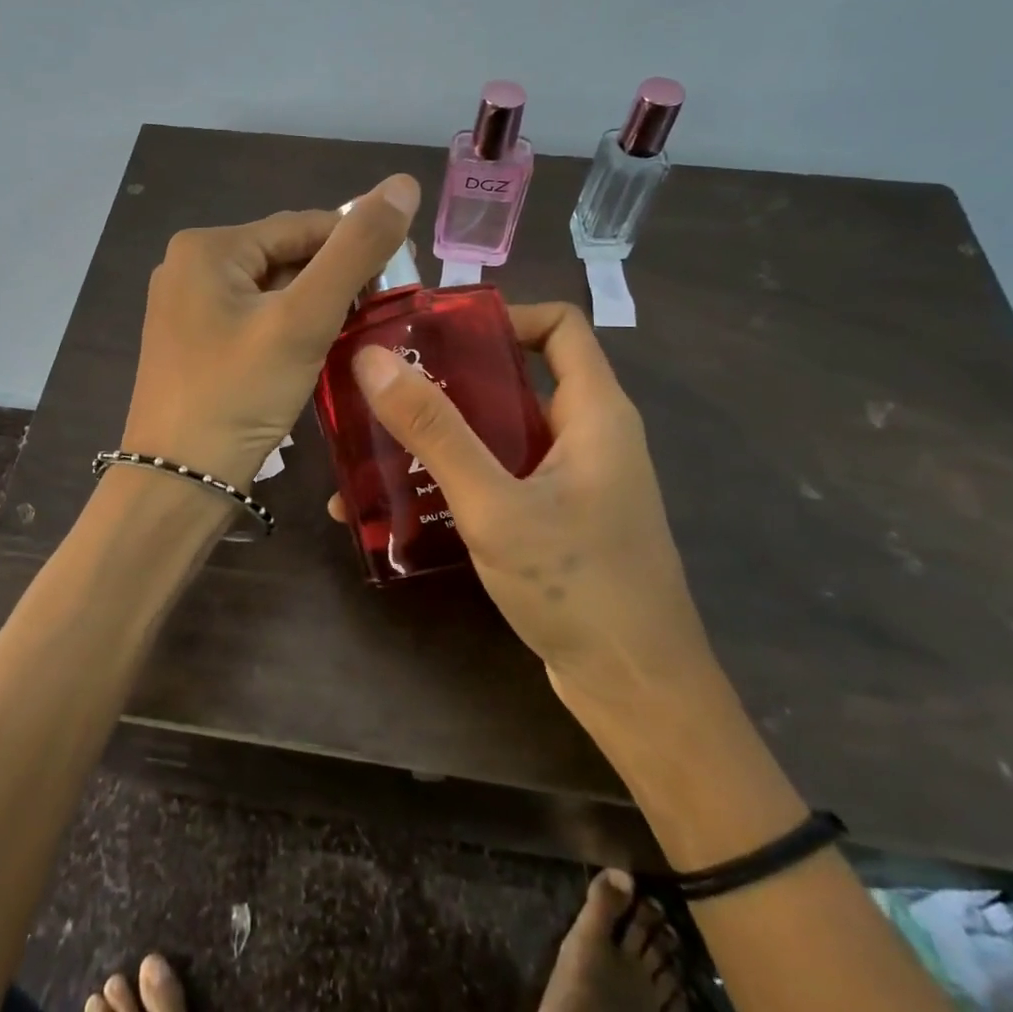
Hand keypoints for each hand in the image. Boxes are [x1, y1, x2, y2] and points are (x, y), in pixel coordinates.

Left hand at [122, 175, 419, 490]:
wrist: (178, 483)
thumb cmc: (239, 395)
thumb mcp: (304, 319)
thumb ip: (356, 251)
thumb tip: (402, 183)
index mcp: (208, 247)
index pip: (304, 226)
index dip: (357, 245)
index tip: (403, 276)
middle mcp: (189, 266)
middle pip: (286, 256)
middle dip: (334, 281)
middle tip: (380, 314)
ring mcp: (186, 306)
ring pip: (272, 290)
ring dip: (315, 307)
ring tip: (356, 335)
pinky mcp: (192, 342)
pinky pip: (254, 318)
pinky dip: (289, 328)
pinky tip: (315, 352)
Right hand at [335, 301, 719, 722]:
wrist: (640, 697)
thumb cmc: (579, 588)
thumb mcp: (497, 506)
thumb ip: (436, 432)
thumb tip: (372, 360)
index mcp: (594, 411)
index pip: (558, 324)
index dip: (502, 314)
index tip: (435, 333)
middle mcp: (587, 434)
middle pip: (517, 375)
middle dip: (449, 376)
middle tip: (383, 384)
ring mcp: (572, 479)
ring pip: (501, 430)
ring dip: (442, 432)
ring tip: (375, 440)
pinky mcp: (555, 517)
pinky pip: (500, 474)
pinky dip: (455, 475)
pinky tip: (400, 500)